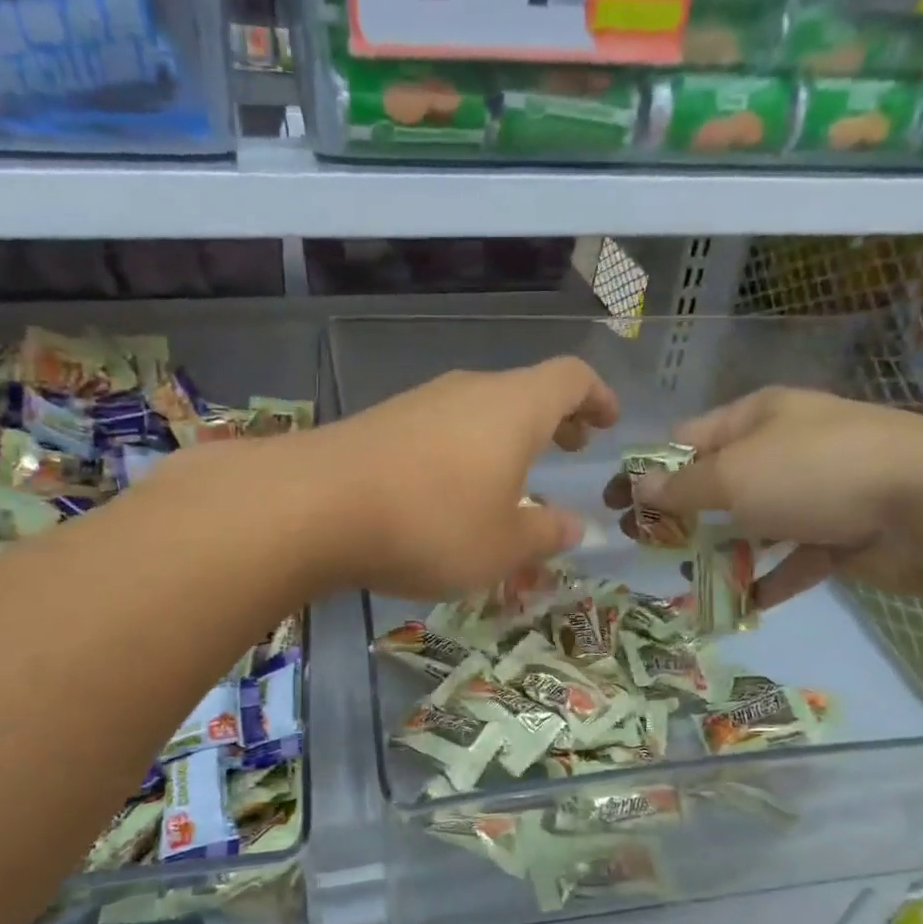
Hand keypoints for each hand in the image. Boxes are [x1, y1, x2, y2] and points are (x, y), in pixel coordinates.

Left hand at [312, 359, 618, 599]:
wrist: (314, 507)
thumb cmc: (431, 525)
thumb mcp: (502, 546)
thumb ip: (545, 533)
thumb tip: (573, 525)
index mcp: (514, 407)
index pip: (571, 378)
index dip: (597, 396)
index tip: (608, 421)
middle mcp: (469, 391)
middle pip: (524, 390)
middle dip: (554, 418)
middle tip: (570, 446)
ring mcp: (419, 402)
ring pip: (480, 411)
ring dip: (506, 438)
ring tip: (513, 480)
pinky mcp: (381, 423)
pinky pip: (441, 429)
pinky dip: (465, 451)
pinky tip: (452, 491)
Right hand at [606, 388, 922, 607]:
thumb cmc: (815, 473)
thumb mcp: (733, 476)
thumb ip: (681, 488)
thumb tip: (635, 487)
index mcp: (758, 417)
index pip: (688, 440)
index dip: (649, 469)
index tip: (618, 502)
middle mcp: (785, 448)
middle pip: (718, 482)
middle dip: (680, 514)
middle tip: (643, 543)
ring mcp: (817, 491)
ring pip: (754, 523)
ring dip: (721, 550)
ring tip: (687, 580)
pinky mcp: (841, 532)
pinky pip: (794, 557)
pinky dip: (770, 578)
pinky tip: (745, 604)